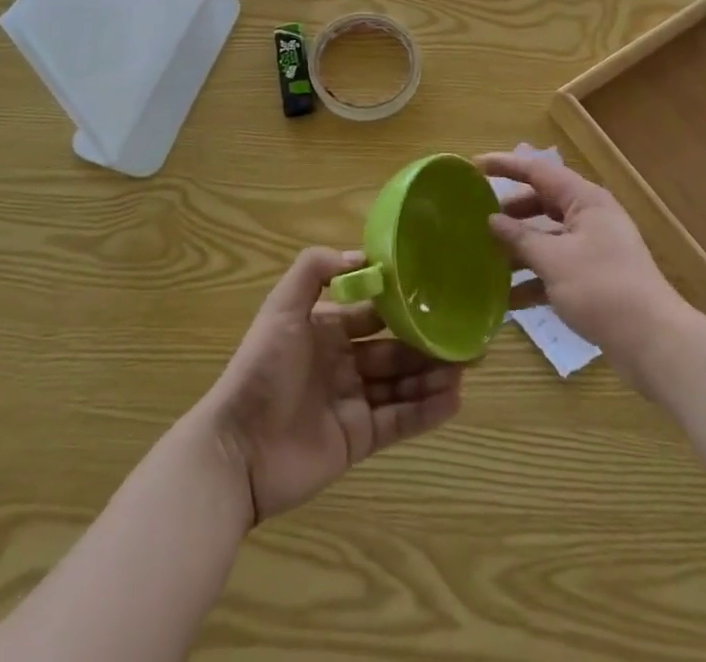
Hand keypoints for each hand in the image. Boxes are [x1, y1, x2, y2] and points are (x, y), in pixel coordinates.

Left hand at [202, 248, 463, 523]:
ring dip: (432, 374)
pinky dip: (426, 411)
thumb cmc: (263, 369)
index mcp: (326, 329)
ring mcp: (351, 402)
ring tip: (467, 364)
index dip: (402, 303)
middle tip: (466, 334)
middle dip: (426, 341)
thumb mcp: (282, 308)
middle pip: (393, 348)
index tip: (438, 293)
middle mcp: (342, 362)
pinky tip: (454, 399)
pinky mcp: (358, 439)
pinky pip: (398, 421)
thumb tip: (362, 256)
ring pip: (401, 383)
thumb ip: (315, 270)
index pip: (372, 311)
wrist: (238, 450)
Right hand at [483, 151, 687, 379]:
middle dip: (511, 212)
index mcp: (585, 200)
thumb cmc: (602, 288)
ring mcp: (594, 249)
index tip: (475, 165)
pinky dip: (534, 278)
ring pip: (548, 238)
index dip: (507, 166)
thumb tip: (492, 220)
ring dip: (519, 249)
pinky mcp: (594, 278)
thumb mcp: (553, 260)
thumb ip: (520, 238)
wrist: (653, 342)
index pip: (539, 171)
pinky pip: (556, 268)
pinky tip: (508, 299)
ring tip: (486, 260)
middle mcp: (590, 217)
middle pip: (543, 203)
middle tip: (478, 216)